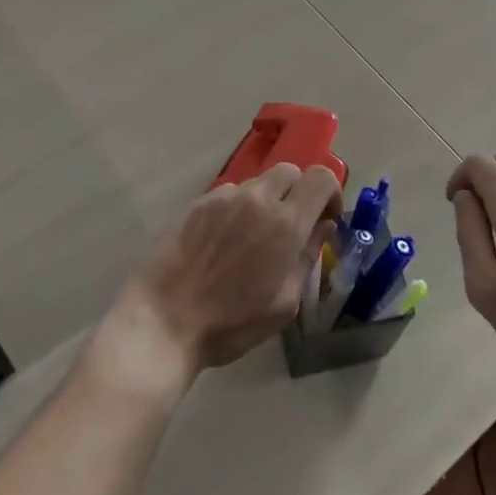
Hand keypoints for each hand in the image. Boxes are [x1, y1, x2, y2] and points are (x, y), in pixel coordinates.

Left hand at [93, 164, 340, 399]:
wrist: (164, 320)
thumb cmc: (231, 323)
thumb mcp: (285, 303)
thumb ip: (308, 257)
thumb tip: (323, 226)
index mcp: (285, 222)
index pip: (321, 177)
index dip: (331, 193)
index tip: (325, 218)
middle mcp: (256, 198)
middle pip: (290, 171)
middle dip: (299, 193)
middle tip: (291, 227)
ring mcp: (223, 196)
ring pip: (258, 183)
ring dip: (266, 201)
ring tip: (252, 238)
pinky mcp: (197, 202)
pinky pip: (229, 194)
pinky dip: (237, 209)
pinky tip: (223, 242)